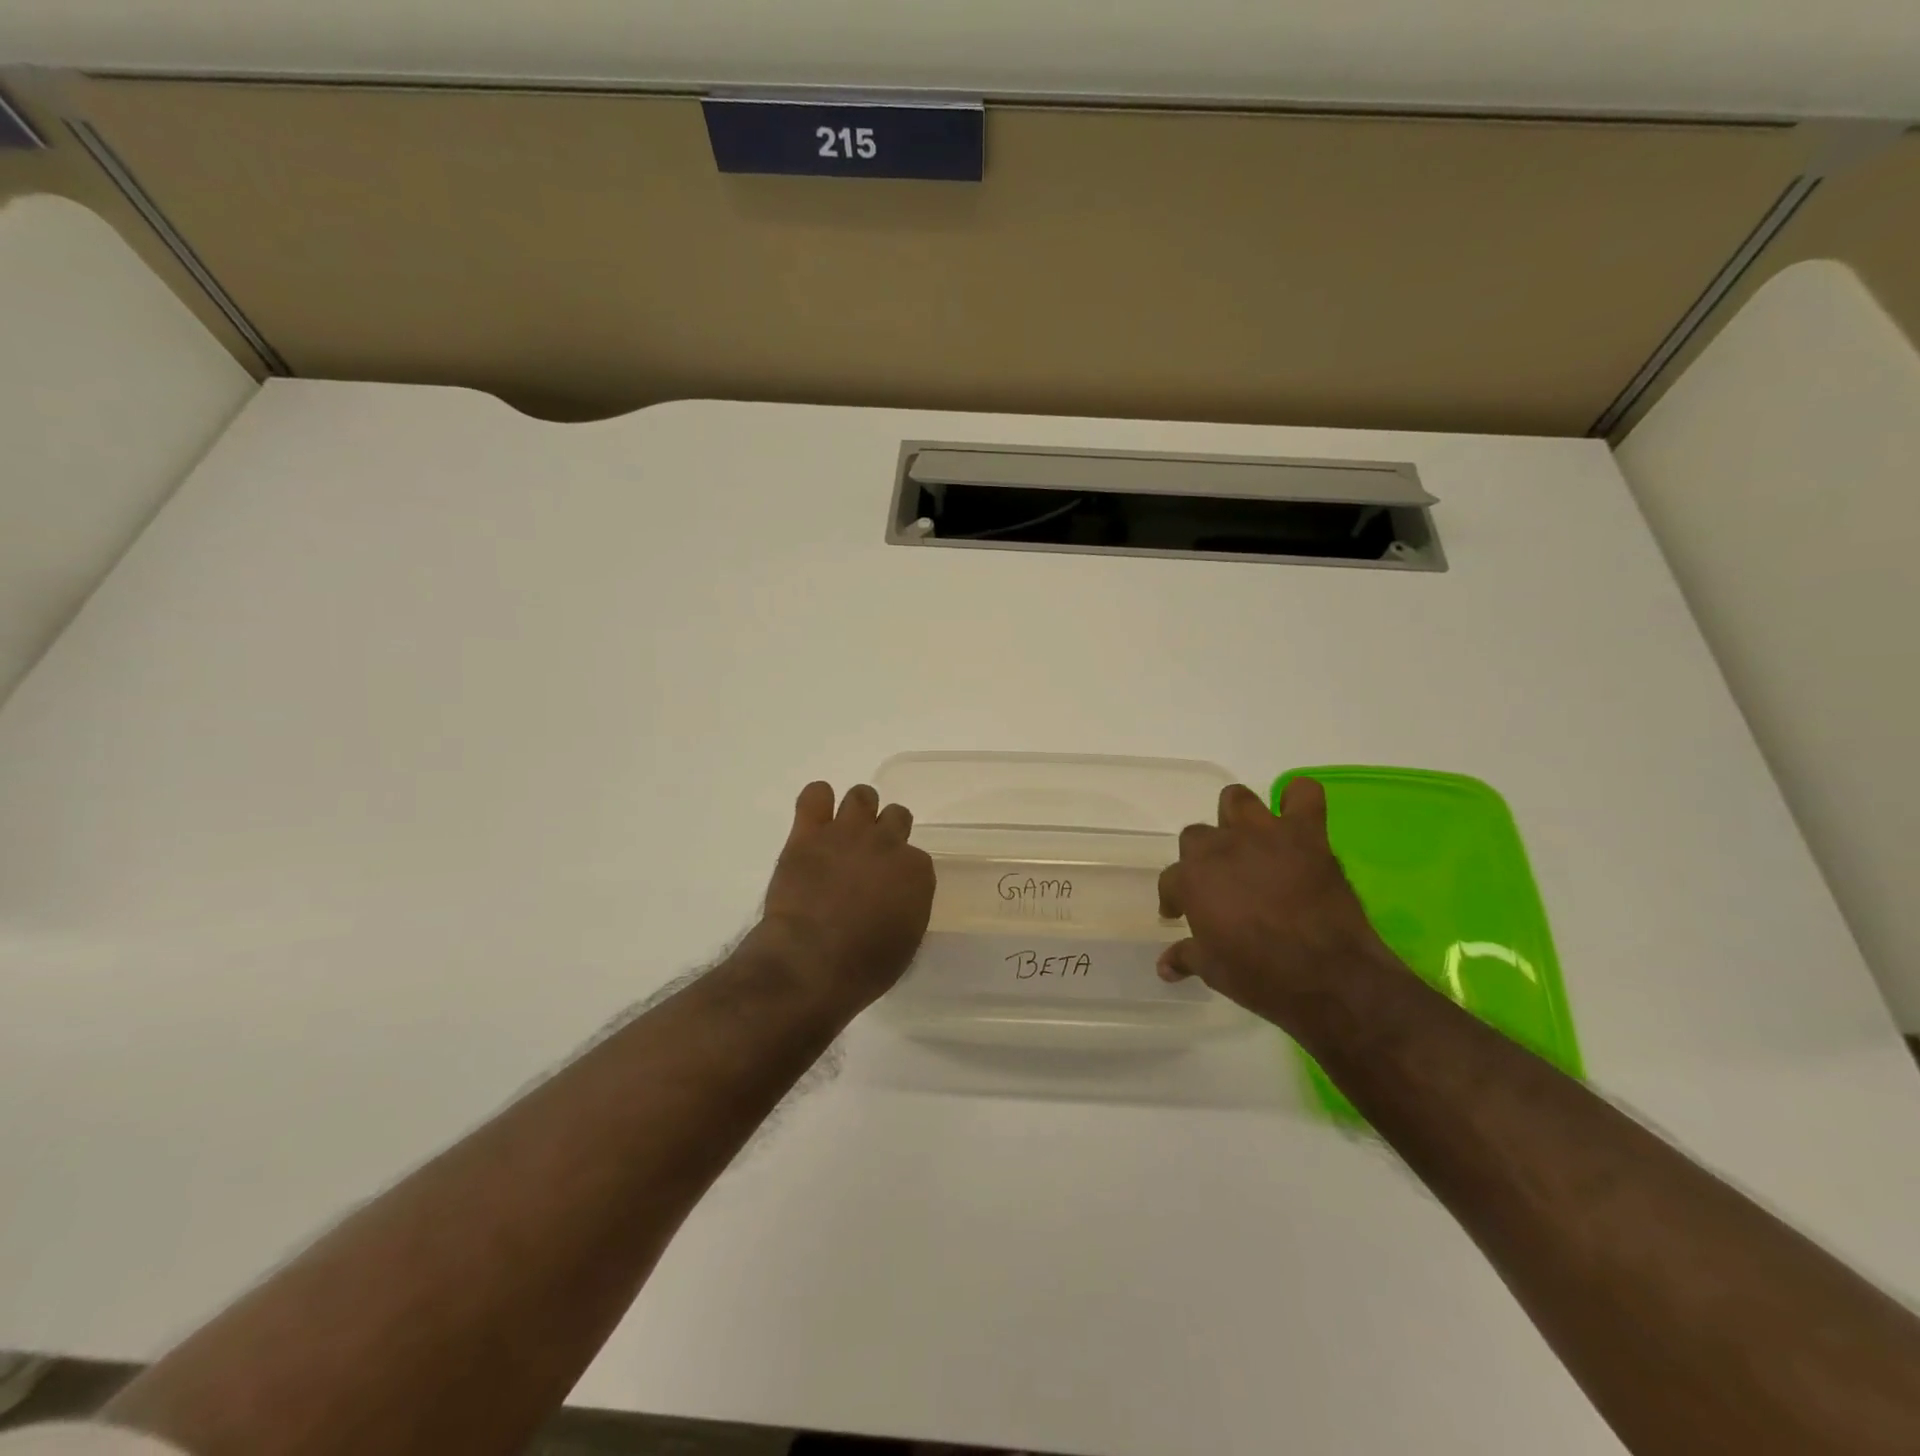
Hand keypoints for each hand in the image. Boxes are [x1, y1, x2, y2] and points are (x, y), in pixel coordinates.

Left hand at [756, 781, 935, 1009]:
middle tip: (869, 855)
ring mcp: (847, 833)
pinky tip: (815, 817)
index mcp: (916, 871)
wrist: (810, 964)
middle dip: (886, 832)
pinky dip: (817, 801)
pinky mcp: (808, 833)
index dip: (901, 871)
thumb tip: (895, 898)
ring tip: (844, 832)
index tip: (888, 888)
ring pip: (861, 796)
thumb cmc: (864, 966)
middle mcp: (887, 843)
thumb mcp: (905, 942)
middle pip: (896, 816)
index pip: (916, 858)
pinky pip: (815, 794)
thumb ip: (906, 907)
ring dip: (858, 810)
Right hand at [1156, 777, 1394, 1028]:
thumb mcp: (1213, 971)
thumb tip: (1164, 966)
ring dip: (1238, 818)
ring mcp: (1264, 835)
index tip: (1179, 913)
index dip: (1174, 898)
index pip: (1170, 880)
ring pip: (1236, 800)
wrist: (1329, 977)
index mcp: (1192, 879)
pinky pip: (1303, 794)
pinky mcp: (1306, 834)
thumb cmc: (1261, 976)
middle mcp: (1221, 848)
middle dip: (1203, 858)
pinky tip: (1296, 820)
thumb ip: (1186, 957)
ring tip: (1248, 842)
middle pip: (1197, 837)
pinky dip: (1298, 800)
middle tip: (1219, 883)